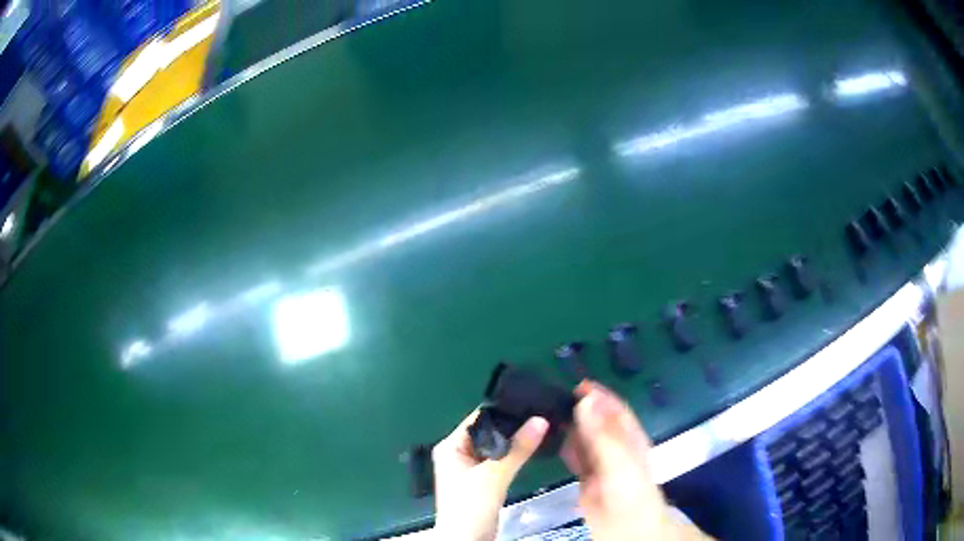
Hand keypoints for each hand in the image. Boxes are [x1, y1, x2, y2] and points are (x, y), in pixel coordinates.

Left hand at [432, 409, 548, 540]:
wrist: (467, 540)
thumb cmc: (471, 505)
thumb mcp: (493, 476)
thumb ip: (517, 448)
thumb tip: (541, 420)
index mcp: (451, 446)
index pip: (478, 419)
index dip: (503, 411)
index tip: (531, 403)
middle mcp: (458, 453)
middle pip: (488, 433)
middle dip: (512, 426)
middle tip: (542, 414)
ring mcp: (470, 468)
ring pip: (496, 448)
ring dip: (514, 442)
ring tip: (542, 428)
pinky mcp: (482, 481)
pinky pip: (499, 462)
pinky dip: (513, 456)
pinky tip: (531, 449)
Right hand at [562, 381, 710, 540]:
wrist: (625, 527)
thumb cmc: (629, 490)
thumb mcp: (618, 459)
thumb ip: (601, 433)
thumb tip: (585, 400)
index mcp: (629, 436)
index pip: (614, 408)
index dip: (599, 395)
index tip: (576, 384)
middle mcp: (615, 446)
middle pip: (597, 421)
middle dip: (580, 409)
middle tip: (552, 400)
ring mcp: (601, 462)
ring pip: (584, 438)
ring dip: (570, 427)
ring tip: (546, 416)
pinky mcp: (587, 477)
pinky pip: (575, 457)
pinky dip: (565, 447)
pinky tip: (552, 442)